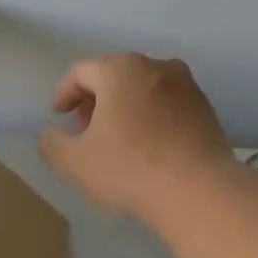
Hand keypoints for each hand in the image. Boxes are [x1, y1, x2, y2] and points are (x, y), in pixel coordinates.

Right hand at [39, 53, 236, 221]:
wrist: (199, 190)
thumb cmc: (129, 169)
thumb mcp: (74, 162)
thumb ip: (52, 143)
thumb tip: (51, 134)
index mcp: (120, 70)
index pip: (81, 72)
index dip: (65, 93)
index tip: (59, 115)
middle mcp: (156, 66)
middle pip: (115, 75)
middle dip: (96, 99)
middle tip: (86, 129)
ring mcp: (187, 86)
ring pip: (144, 89)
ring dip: (125, 107)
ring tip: (117, 139)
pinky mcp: (206, 109)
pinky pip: (168, 105)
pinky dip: (152, 118)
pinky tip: (149, 147)